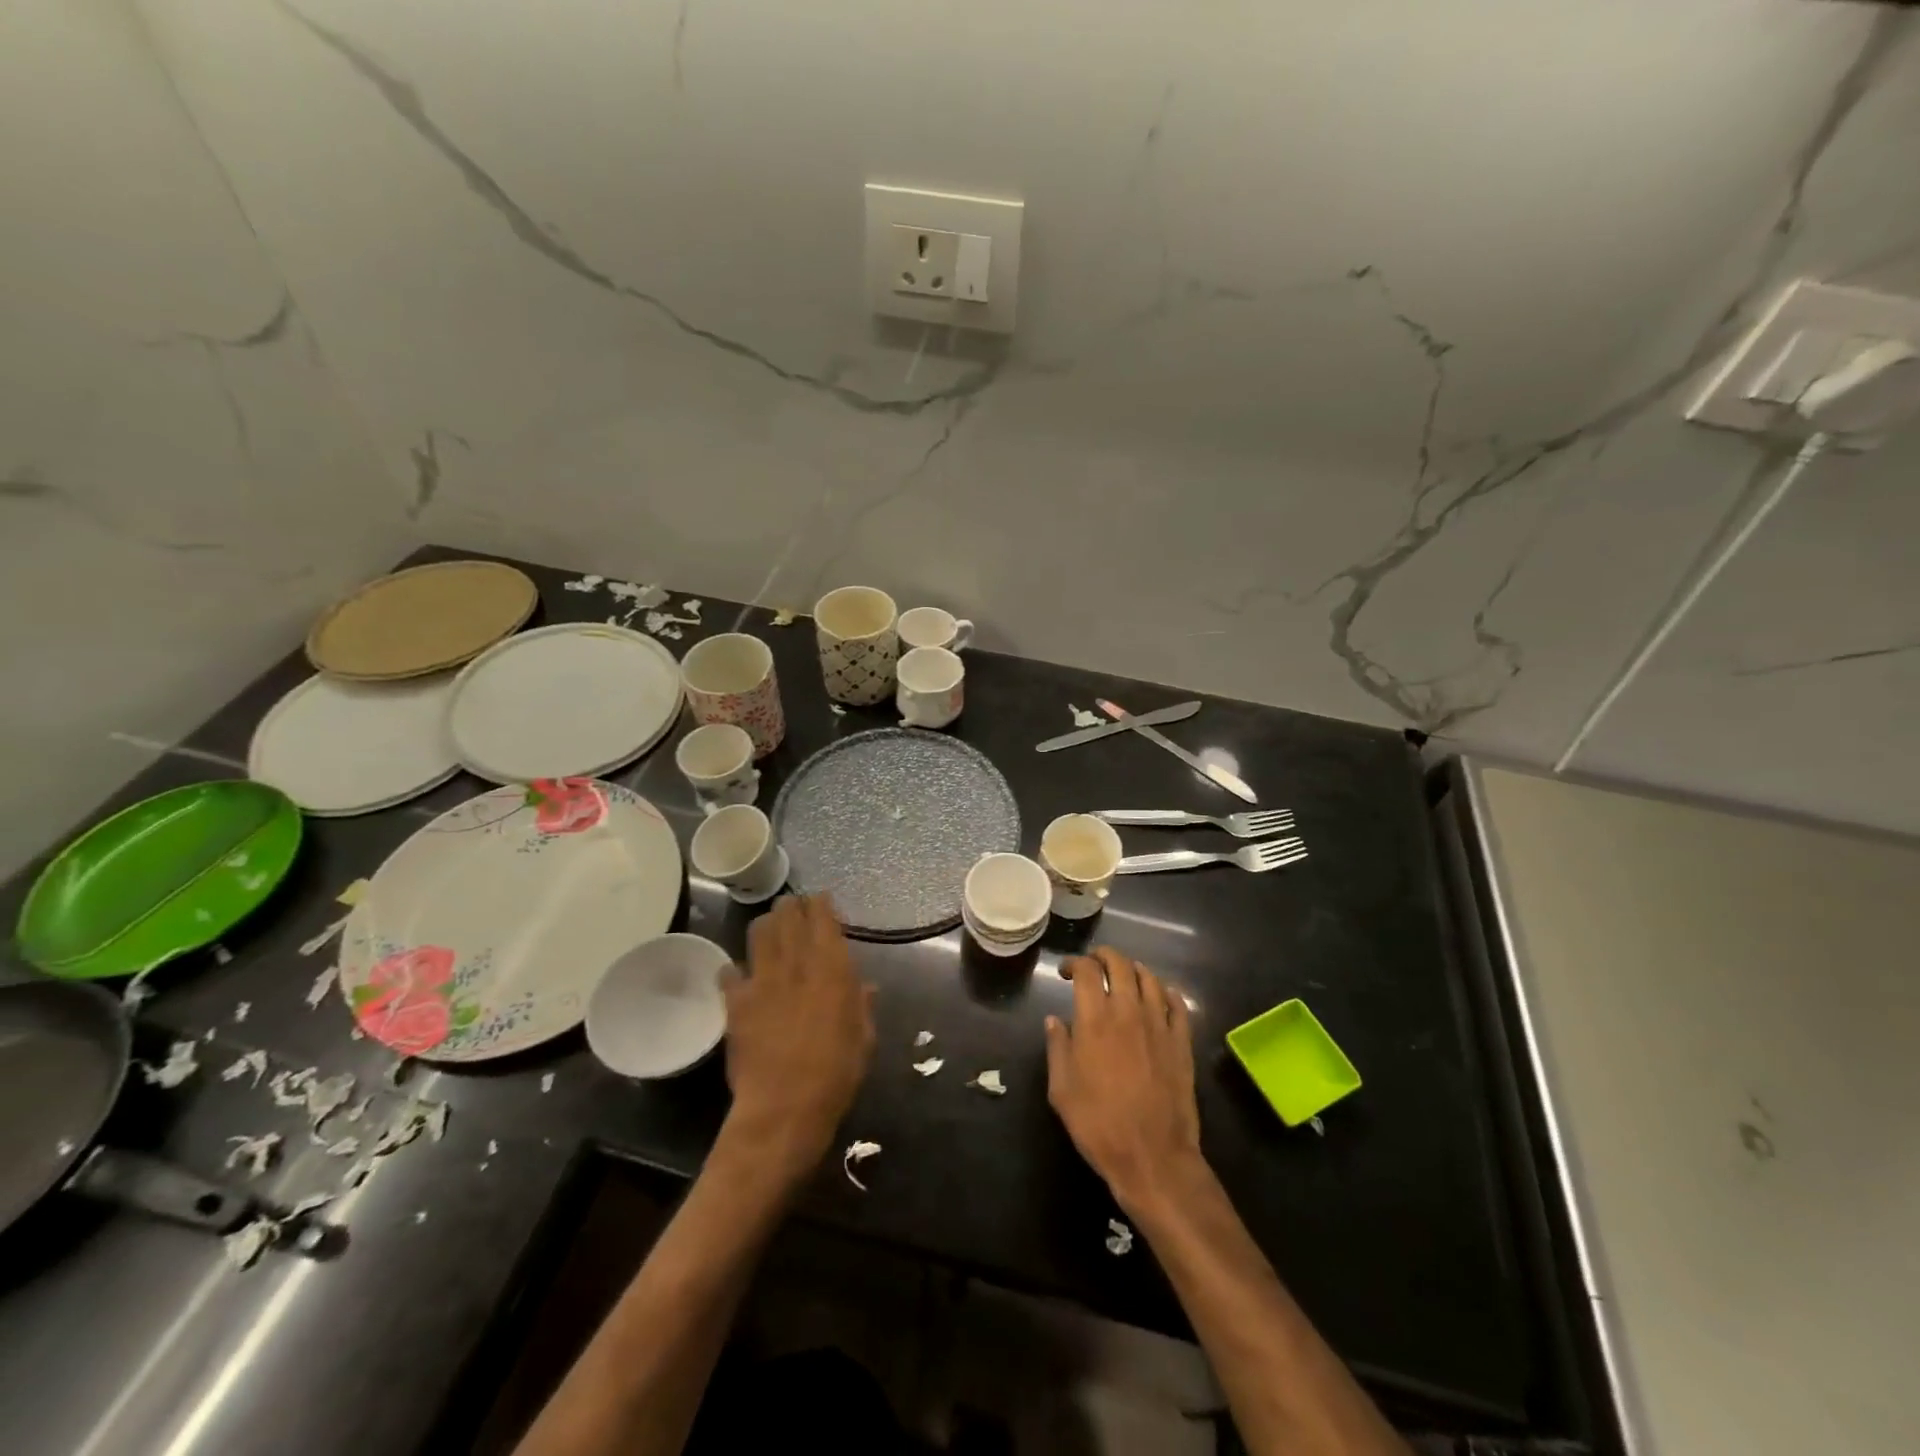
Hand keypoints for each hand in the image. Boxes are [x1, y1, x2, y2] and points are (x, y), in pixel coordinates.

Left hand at [721, 895, 874, 1175]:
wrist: (784, 1108)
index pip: (822, 919)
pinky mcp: (736, 1003)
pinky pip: (729, 972)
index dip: (821, 904)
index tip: (821, 898)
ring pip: (759, 933)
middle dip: (792, 906)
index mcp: (831, 969)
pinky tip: (740, 974)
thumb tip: (864, 986)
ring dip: (766, 925)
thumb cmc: (835, 1074)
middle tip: (795, 906)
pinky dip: (735, 968)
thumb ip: (861, 1006)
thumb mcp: (863, 1038)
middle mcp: (795, 965)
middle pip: (788, 917)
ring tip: (771, 928)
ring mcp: (761, 981)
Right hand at [1045, 946, 1203, 1213]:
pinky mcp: (1182, 1043)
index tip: (1066, 972)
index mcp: (1095, 1020)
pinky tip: (1159, 996)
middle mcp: (1128, 1012)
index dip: (1075, 963)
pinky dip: (1165, 992)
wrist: (1153, 1156)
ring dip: (1133, 970)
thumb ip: (1057, 1048)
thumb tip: (1054, 1021)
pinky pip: (1177, 1004)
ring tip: (1124, 976)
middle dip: (1104, 956)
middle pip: (1120, 964)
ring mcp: (1160, 1025)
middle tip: (1093, 964)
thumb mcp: (1062, 1090)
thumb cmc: (1099, 1124)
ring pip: (1149, 978)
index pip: (1087, 971)